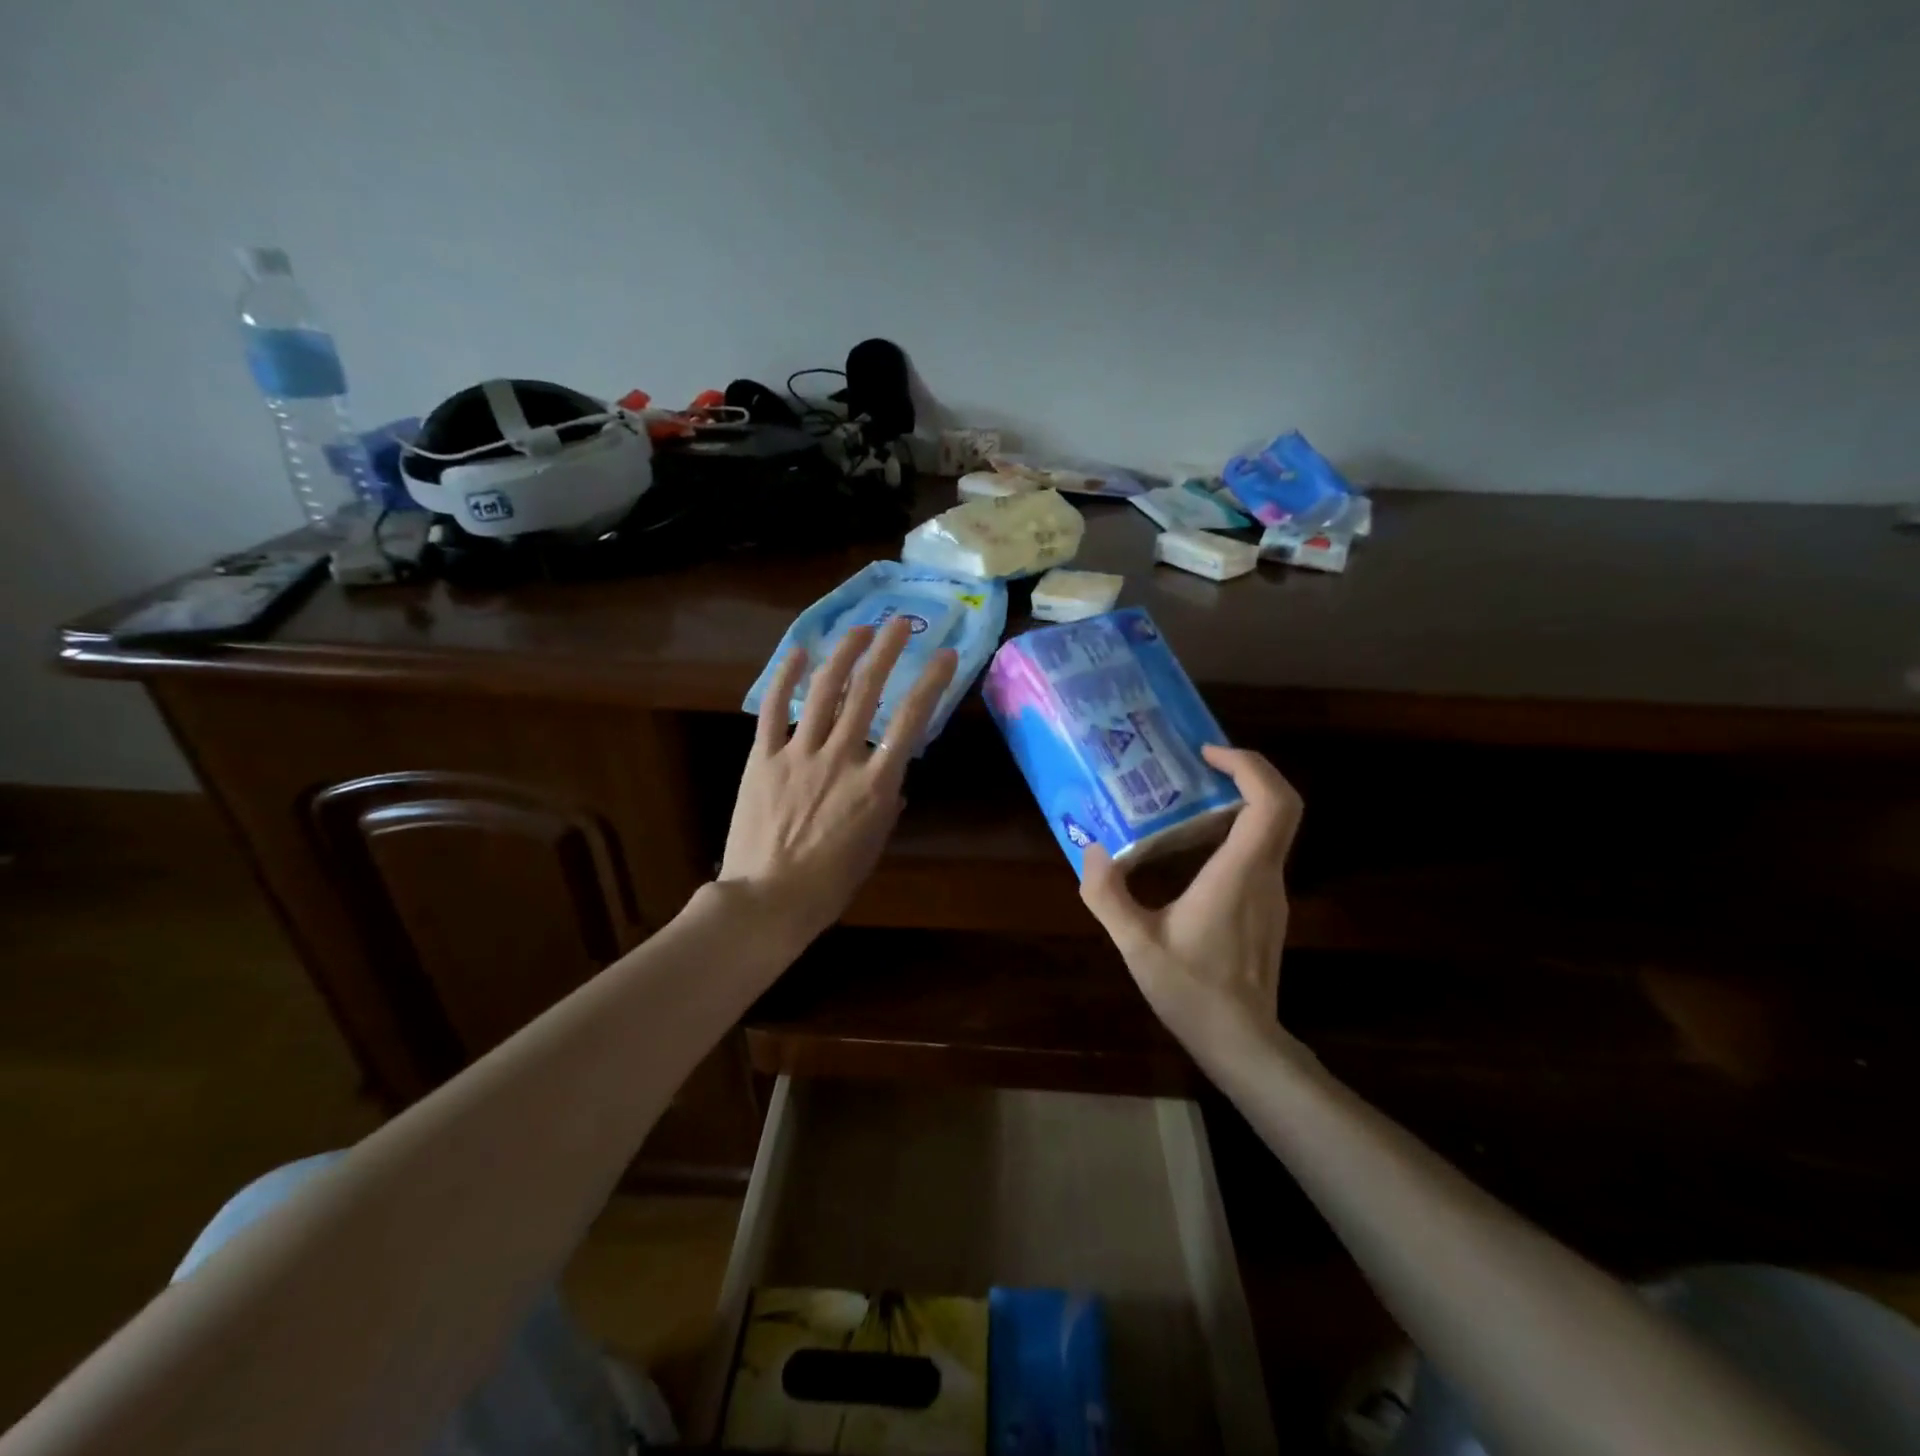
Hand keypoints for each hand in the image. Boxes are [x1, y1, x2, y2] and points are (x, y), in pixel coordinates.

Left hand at [719, 616, 956, 946]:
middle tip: (899, 624)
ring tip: (858, 629)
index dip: (932, 682)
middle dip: (886, 651)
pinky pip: (773, 710)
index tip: (944, 656)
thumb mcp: (873, 846)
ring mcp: (798, 753)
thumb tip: (893, 781)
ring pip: (823, 691)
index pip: (911, 720)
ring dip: (843, 654)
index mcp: (875, 784)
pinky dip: (784, 678)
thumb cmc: (830, 883)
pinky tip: (797, 652)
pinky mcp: (762, 758)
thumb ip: (886, 806)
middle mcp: (840, 757)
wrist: (767, 900)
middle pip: (868, 692)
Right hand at [1080, 746, 1303, 1060]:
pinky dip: (1235, 830)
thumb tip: (1090, 851)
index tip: (1208, 753)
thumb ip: (1107, 896)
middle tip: (1197, 765)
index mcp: (1239, 873)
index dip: (1248, 765)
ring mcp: (1272, 892)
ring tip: (1185, 798)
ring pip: (1272, 828)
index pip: (1271, 802)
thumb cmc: (1192, 991)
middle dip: (1245, 772)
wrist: (1241, 1042)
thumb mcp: (1136, 944)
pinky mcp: (1267, 907)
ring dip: (1238, 801)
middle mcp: (1265, 874)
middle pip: (1281, 806)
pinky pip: (1260, 850)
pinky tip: (1191, 847)